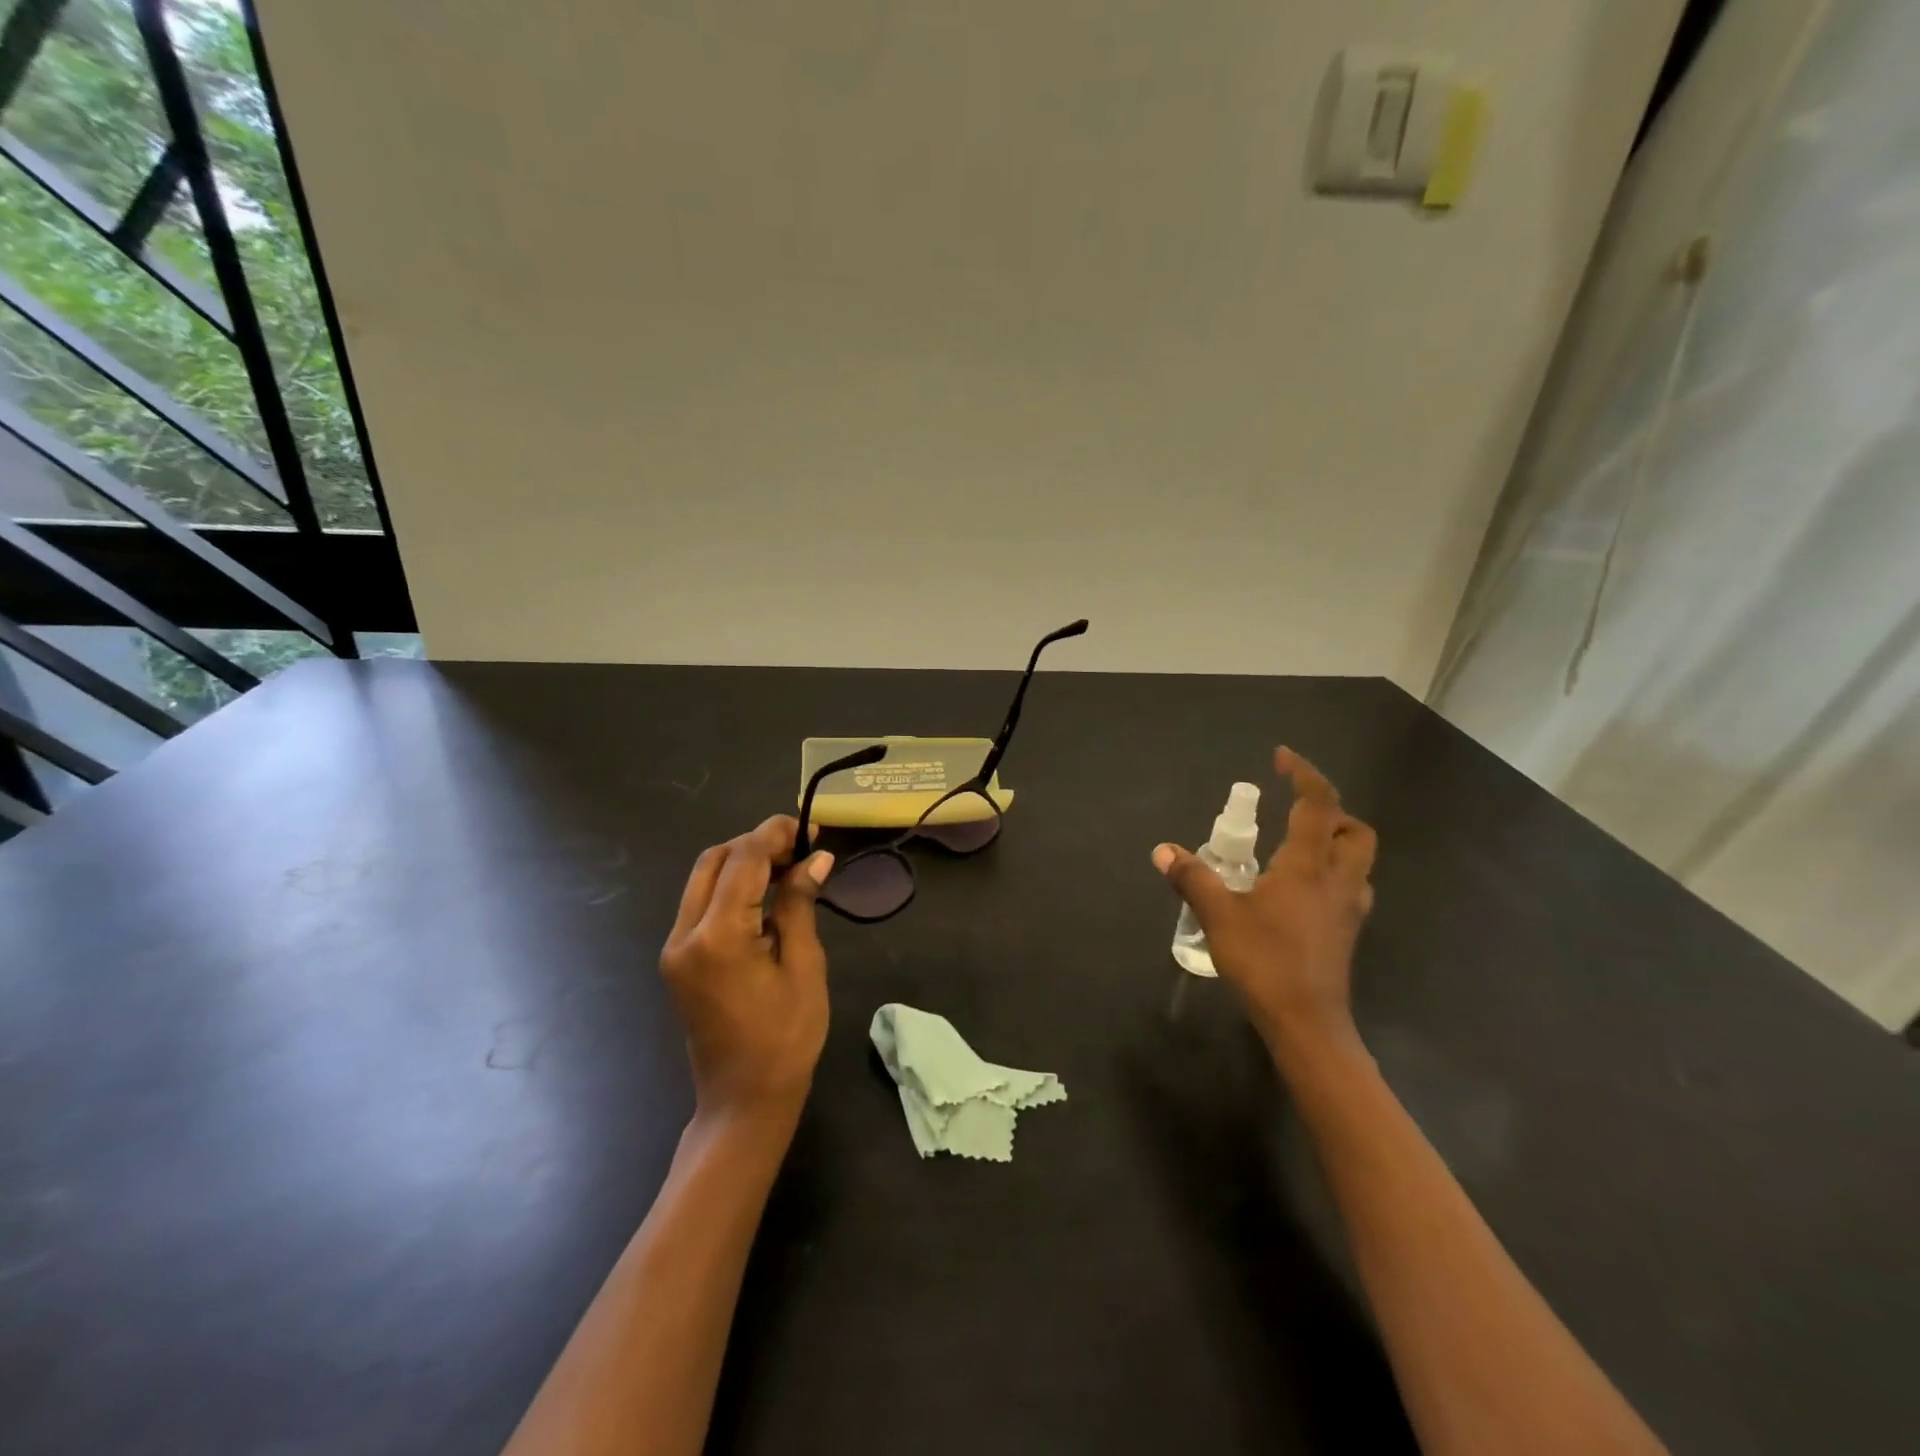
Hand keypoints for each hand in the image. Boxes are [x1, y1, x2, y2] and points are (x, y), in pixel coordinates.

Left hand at [660, 815, 834, 1124]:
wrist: (743, 1101)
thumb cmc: (786, 1038)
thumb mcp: (804, 967)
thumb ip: (800, 905)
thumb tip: (816, 858)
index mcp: (717, 937)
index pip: (744, 860)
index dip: (777, 835)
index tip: (812, 830)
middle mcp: (684, 934)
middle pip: (714, 860)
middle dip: (757, 844)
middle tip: (801, 850)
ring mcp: (675, 947)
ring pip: (703, 878)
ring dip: (743, 863)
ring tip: (789, 869)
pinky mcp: (677, 959)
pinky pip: (701, 904)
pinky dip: (732, 888)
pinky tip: (767, 897)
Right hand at [1153, 748, 1376, 1057]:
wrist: (1306, 1022)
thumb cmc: (1265, 961)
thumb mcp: (1219, 916)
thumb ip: (1193, 878)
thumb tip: (1163, 850)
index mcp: (1308, 865)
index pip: (1318, 803)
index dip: (1303, 773)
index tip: (1281, 757)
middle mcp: (1338, 878)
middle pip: (1352, 828)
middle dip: (1329, 809)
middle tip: (1293, 810)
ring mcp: (1349, 907)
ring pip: (1357, 857)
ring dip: (1334, 840)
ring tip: (1295, 845)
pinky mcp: (1348, 931)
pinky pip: (1351, 885)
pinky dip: (1332, 872)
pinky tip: (1302, 890)